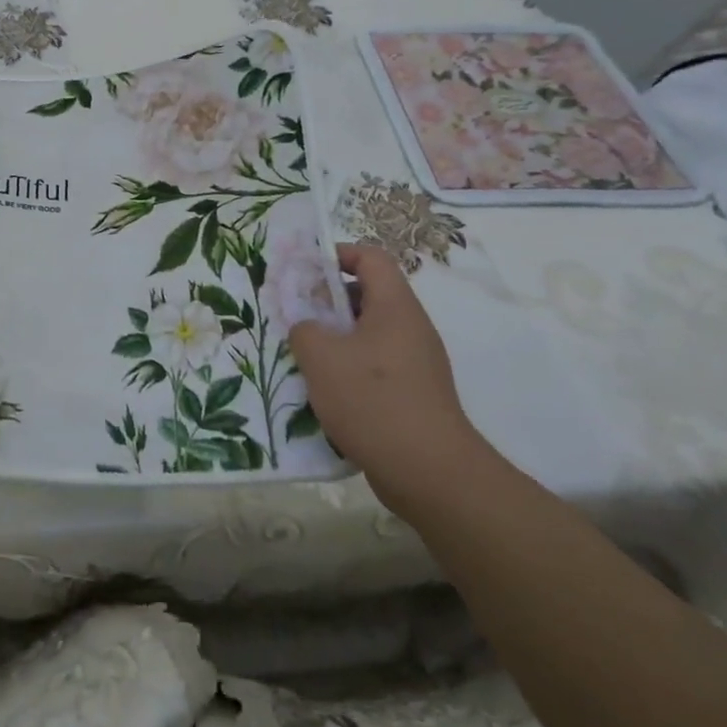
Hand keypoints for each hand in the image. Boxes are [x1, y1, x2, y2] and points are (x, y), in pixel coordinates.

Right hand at [288, 243, 487, 514]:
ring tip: (305, 357)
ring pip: (370, 333)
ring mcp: (417, 362)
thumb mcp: (321, 357)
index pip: (371, 257)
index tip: (305, 271)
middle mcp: (410, 327)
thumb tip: (307, 328)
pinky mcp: (415, 393)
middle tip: (297, 317)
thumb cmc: (372, 400)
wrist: (429, 472)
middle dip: (329, 301)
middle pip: (369, 294)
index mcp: (394, 307)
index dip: (338, 254)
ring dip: (336, 338)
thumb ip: (303, 329)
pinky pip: (377, 365)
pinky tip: (326, 393)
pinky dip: (350, 368)